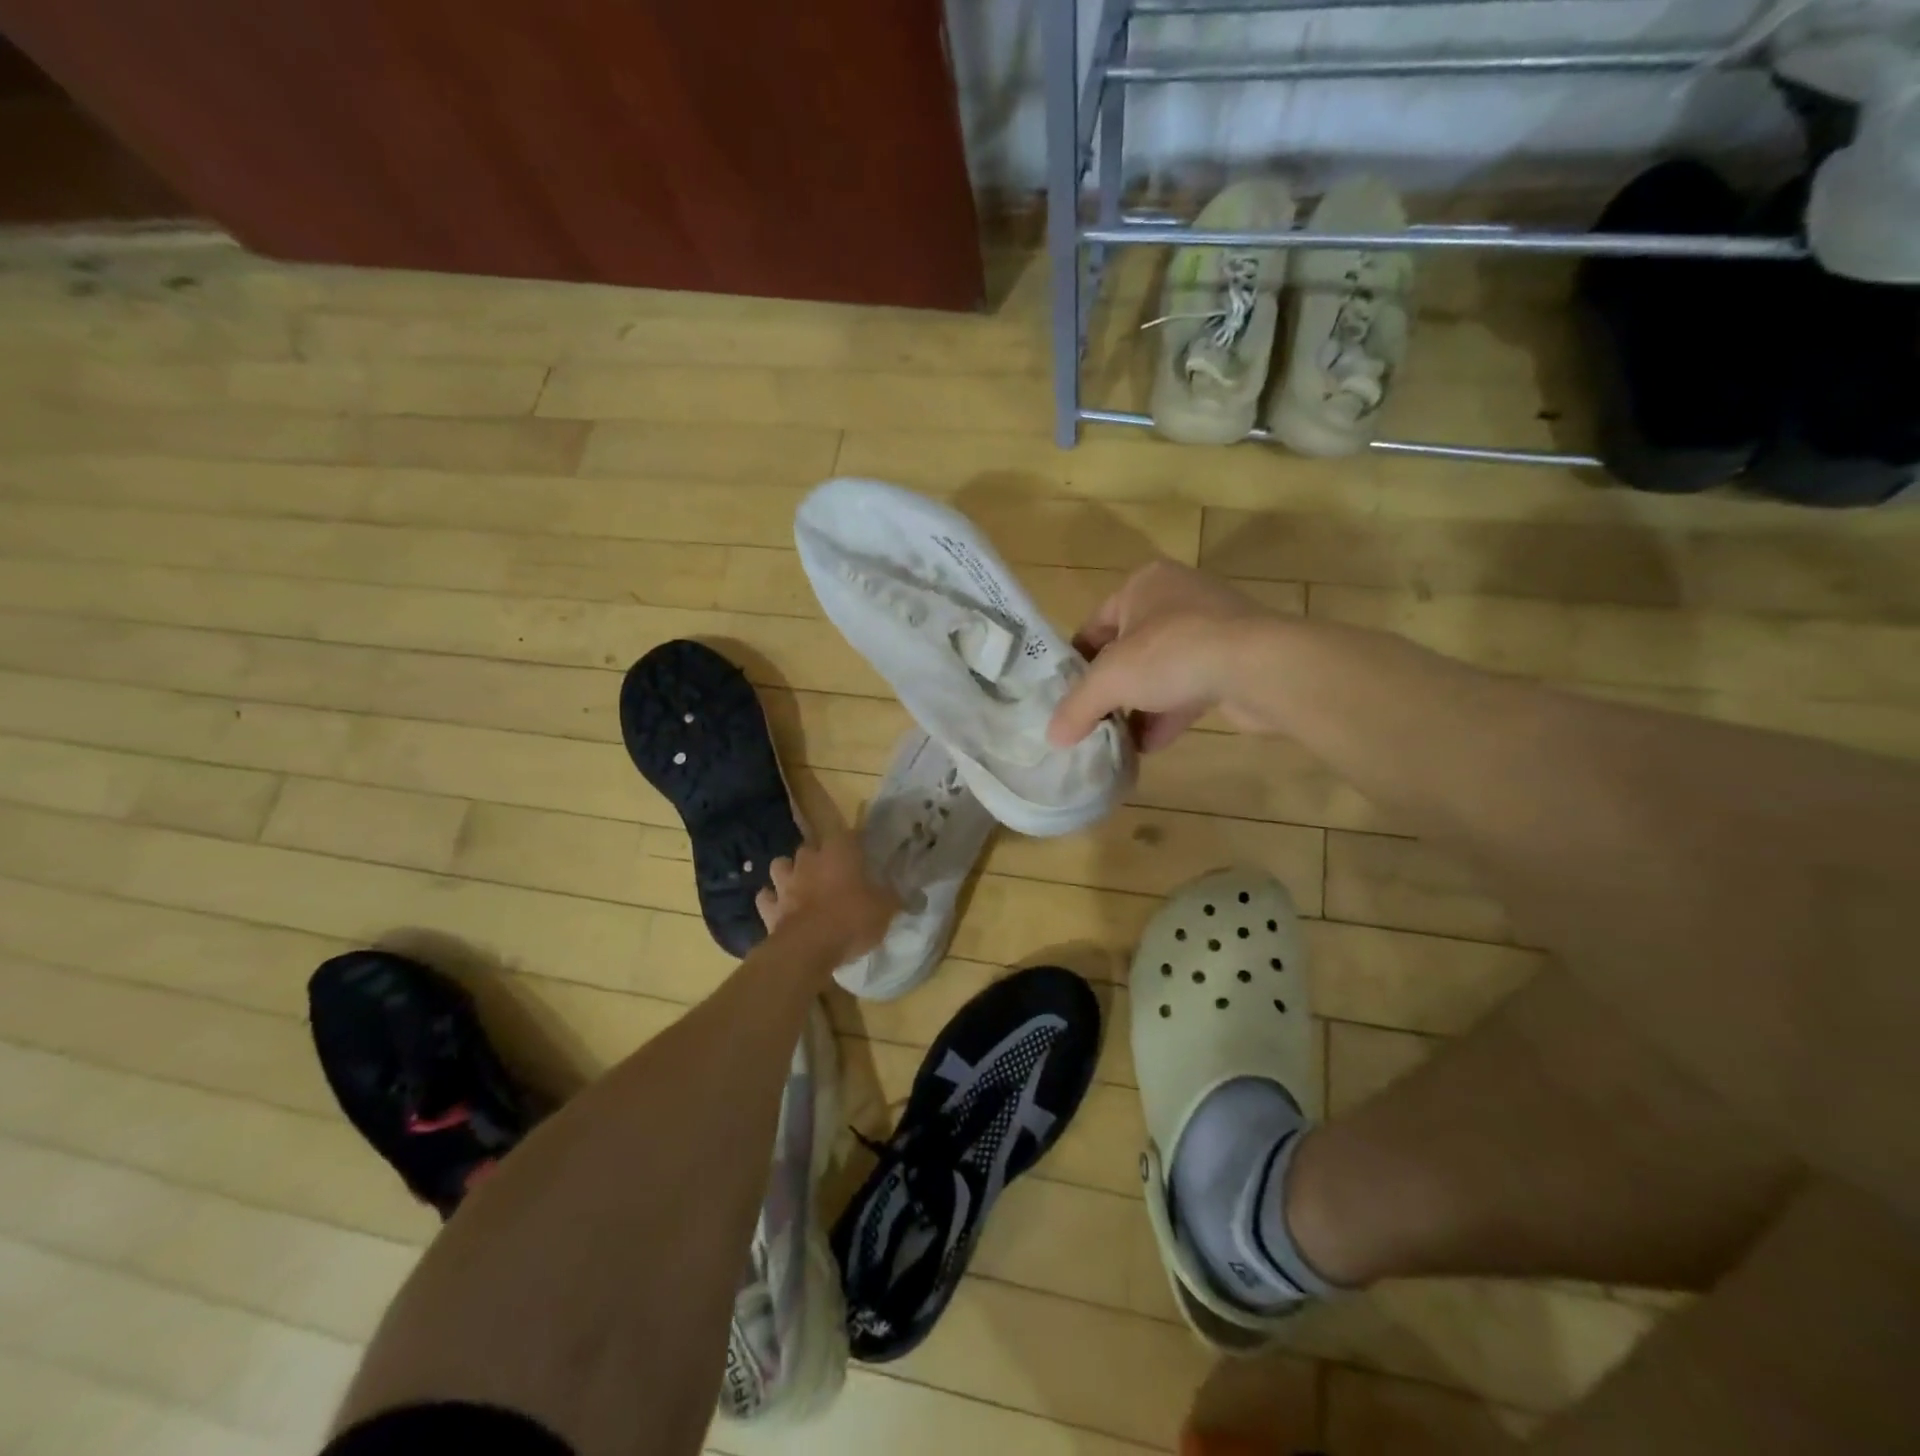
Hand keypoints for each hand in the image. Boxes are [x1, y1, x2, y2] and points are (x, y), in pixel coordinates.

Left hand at [755, 831, 899, 962]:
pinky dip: (772, 901)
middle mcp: (809, 859)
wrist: (808, 948)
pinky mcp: (769, 907)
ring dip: (789, 873)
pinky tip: (780, 909)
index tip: (862, 854)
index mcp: (839, 852)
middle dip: (818, 857)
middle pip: (810, 847)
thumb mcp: (885, 909)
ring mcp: (785, 882)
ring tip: (800, 885)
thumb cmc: (851, 919)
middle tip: (832, 874)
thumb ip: (894, 898)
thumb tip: (911, 894)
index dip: (854, 843)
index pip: (847, 834)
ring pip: (781, 865)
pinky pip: (766, 898)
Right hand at [1048, 559, 1277, 752]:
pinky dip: (1167, 714)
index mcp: (1143, 585)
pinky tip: (1149, 746)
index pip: (1095, 624)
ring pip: (1160, 672)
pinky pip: (1189, 687)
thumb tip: (1052, 737)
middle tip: (1090, 721)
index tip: (1065, 697)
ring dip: (1138, 707)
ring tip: (1116, 741)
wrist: (1259, 666)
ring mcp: (1210, 629)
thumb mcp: (1109, 680)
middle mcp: (1177, 599)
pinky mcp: (1234, 660)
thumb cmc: (1172, 653)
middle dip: (1110, 689)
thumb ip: (1077, 707)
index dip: (1076, 662)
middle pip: (1128, 651)